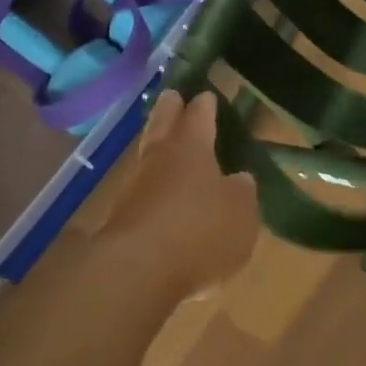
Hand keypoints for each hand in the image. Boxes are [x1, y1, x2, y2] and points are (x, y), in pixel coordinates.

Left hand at [100, 90, 259, 302]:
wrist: (138, 270)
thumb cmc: (200, 231)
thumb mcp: (241, 213)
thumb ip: (242, 193)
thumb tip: (238, 179)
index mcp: (192, 149)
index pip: (199, 117)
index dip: (205, 106)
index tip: (206, 95)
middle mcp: (160, 160)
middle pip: (163, 126)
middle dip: (169, 110)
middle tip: (171, 95)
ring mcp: (135, 189)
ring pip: (148, 158)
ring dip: (157, 148)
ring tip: (166, 145)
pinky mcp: (122, 220)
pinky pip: (142, 194)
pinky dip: (152, 189)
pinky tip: (162, 198)